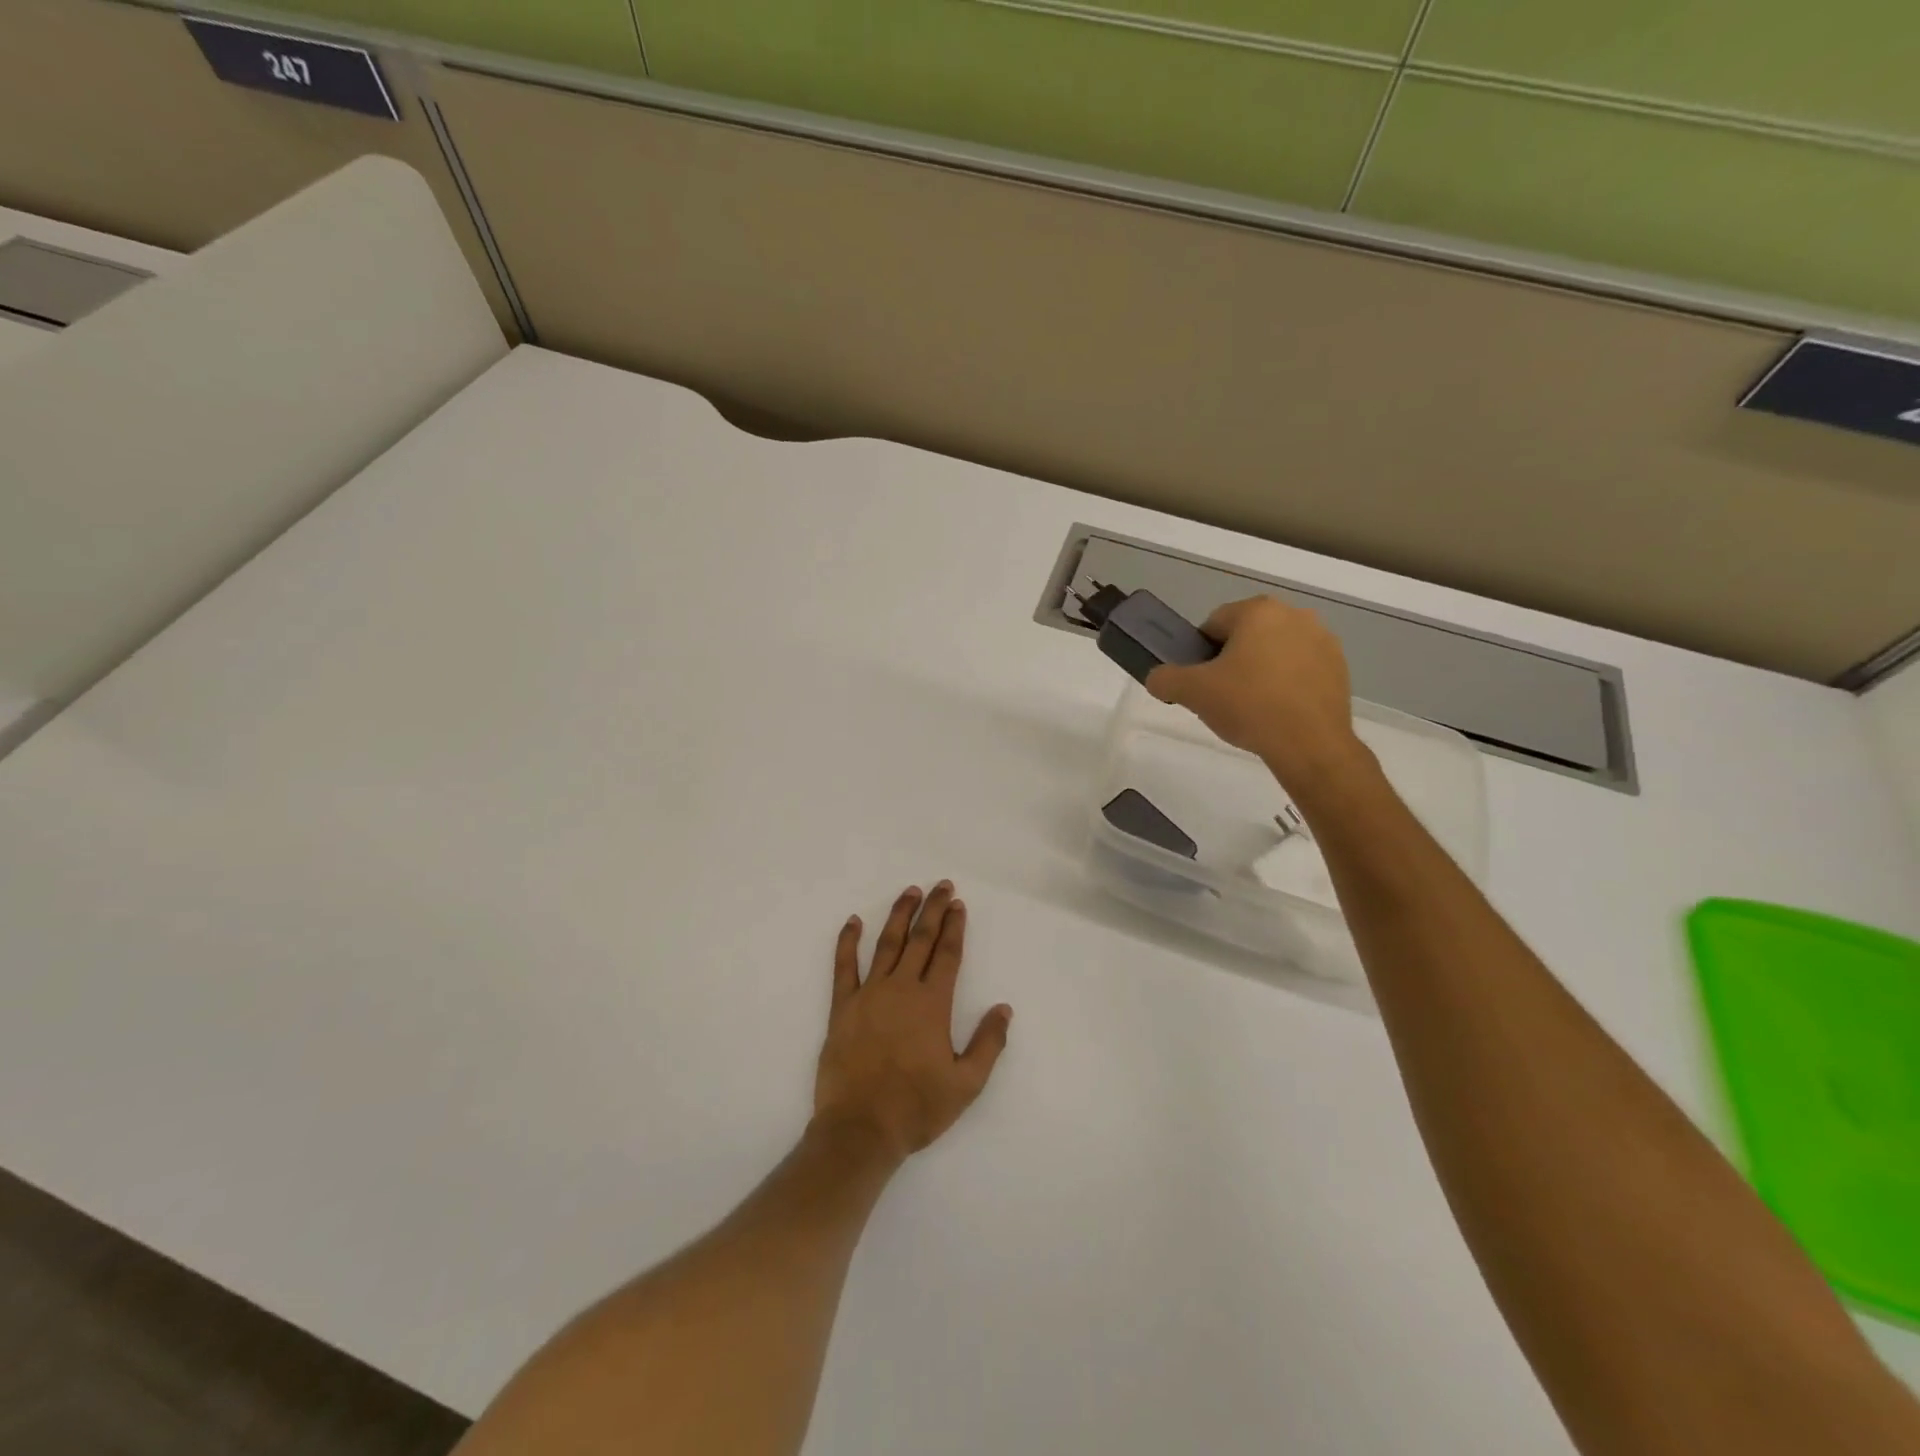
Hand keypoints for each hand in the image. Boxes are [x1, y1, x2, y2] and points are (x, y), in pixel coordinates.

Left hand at [813, 882, 1011, 1162]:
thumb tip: (1003, 1008)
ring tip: (910, 892)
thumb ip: (988, 1043)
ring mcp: (869, 994)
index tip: (958, 904)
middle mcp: (902, 989)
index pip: (948, 954)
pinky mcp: (842, 1007)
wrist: (860, 1129)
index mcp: (933, 1004)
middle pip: (921, 939)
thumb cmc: (917, 1108)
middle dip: (933, 910)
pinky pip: (844, 966)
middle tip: (941, 886)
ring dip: (899, 915)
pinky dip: (847, 941)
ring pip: (886, 944)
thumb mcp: (966, 1084)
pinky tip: (853, 921)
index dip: (955, 927)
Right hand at [1146, 596, 1367, 791]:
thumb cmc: (1249, 706)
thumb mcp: (1192, 693)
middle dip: (1231, 661)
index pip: (1213, 624)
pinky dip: (1286, 684)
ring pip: (1274, 652)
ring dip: (1260, 671)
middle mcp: (1294, 615)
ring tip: (1252, 708)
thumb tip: (1158, 679)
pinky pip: (1300, 669)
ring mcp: (1322, 640)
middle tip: (1222, 696)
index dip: (1199, 653)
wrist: (1310, 745)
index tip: (1200, 682)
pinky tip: (1278, 712)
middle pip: (1246, 636)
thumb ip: (1165, 679)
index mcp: (1258, 611)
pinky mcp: (1340, 668)